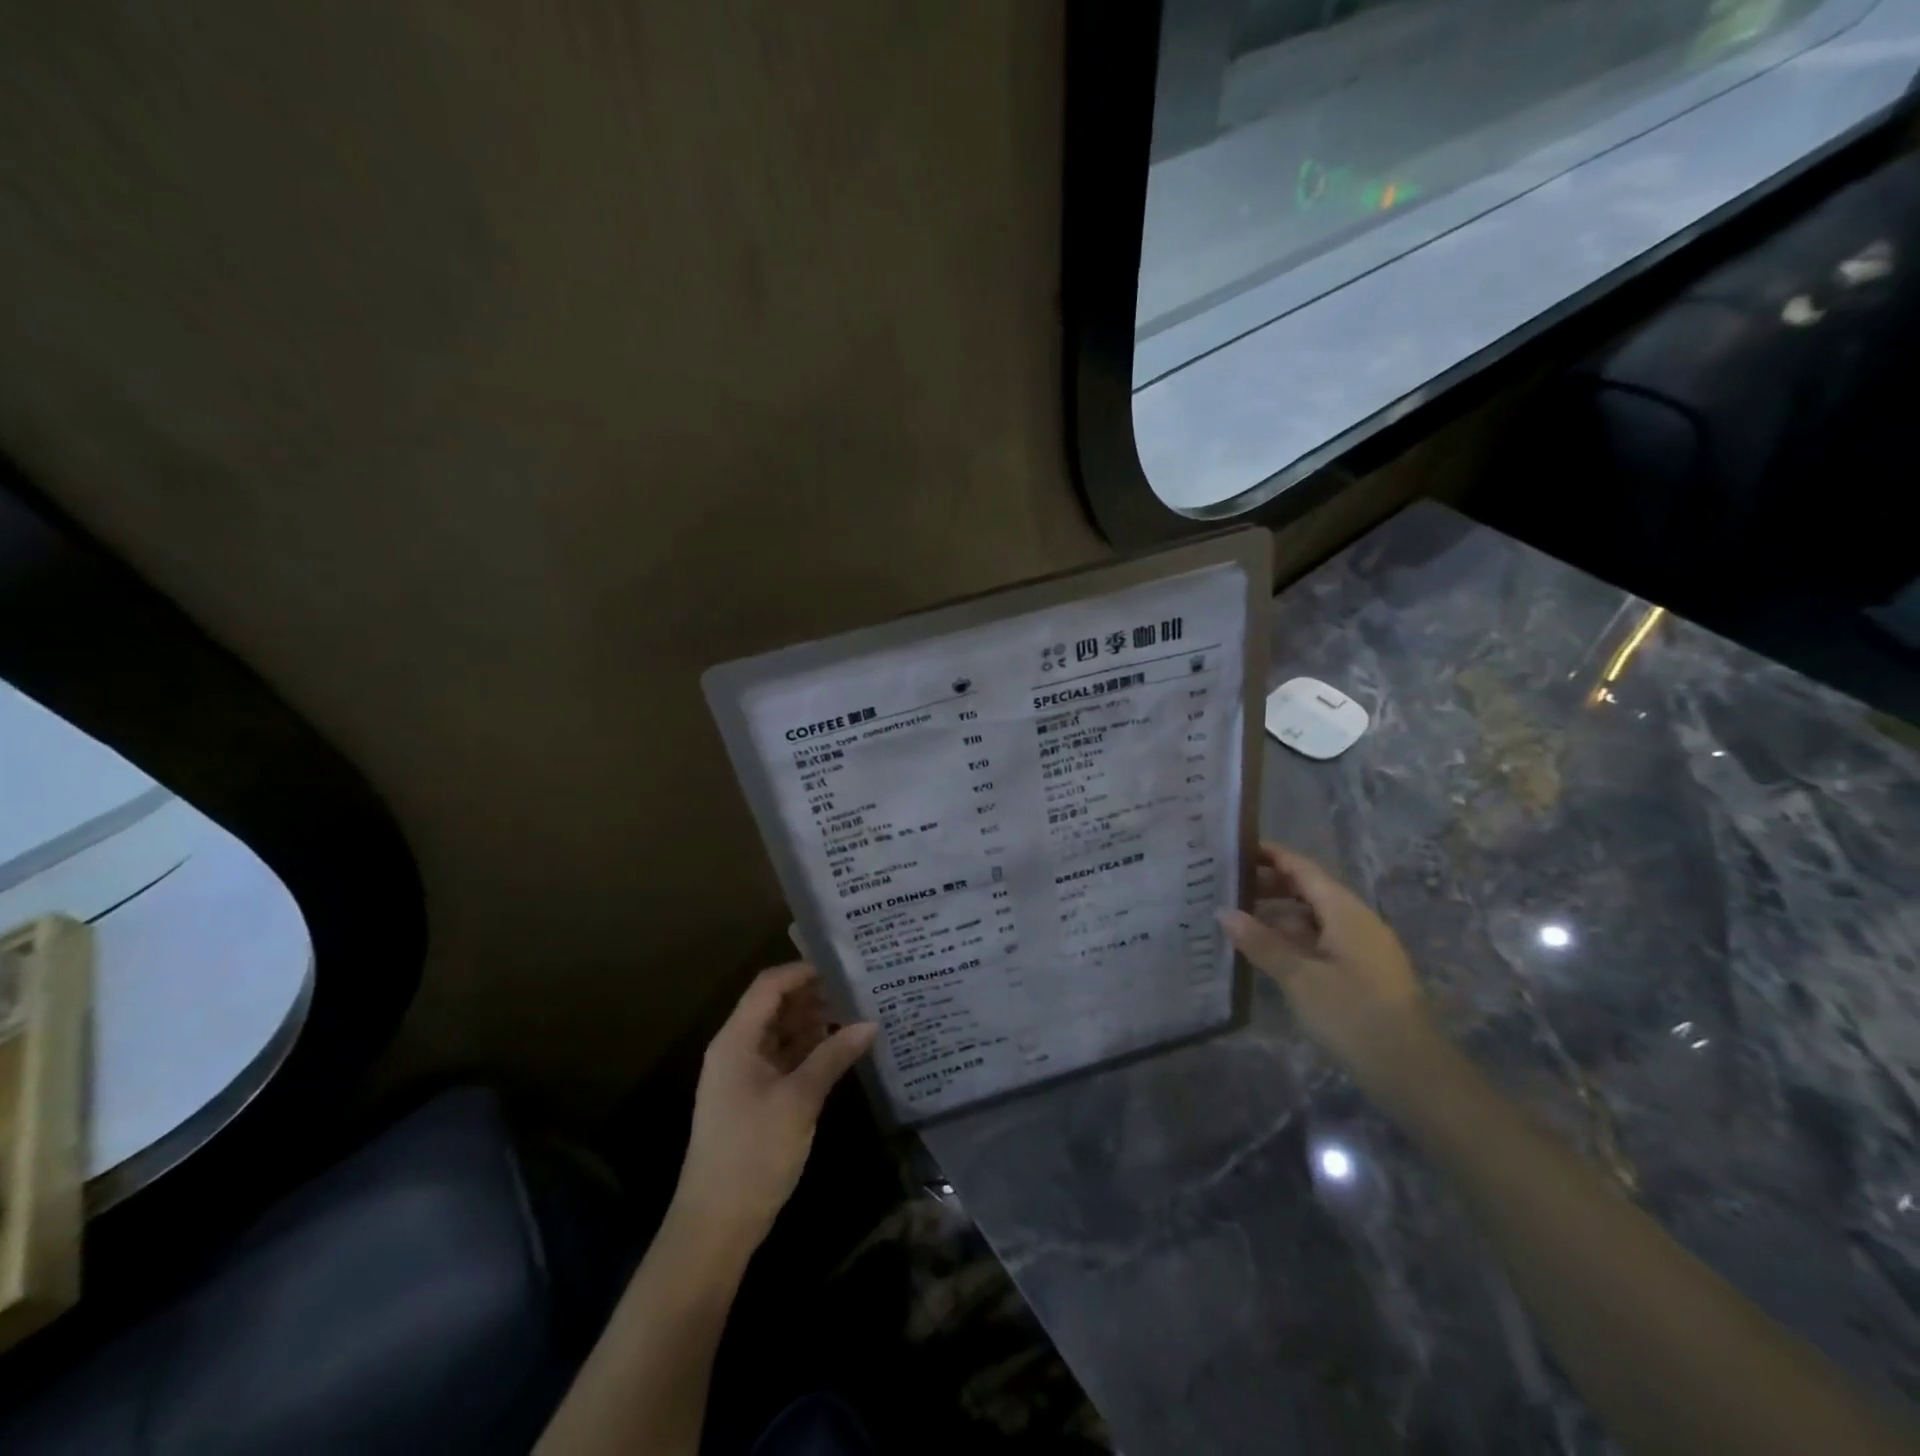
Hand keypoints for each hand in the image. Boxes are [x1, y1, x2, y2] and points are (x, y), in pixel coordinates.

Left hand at [672, 963, 876, 1257]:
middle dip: (815, 995)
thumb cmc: (753, 1153)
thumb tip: (870, 1023)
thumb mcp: (798, 1101)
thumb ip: (833, 1056)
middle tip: (859, 987)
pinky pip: (785, 1059)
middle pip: (776, 1007)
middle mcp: (738, 1050)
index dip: (803, 971)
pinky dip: (811, 1050)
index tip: (843, 965)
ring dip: (815, 1022)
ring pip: (783, 1033)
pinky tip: (842, 1048)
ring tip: (858, 1012)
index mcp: (736, 1041)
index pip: (769, 986)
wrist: (715, 1225)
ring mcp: (746, 1076)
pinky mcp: (756, 1099)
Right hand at [1219, 843, 1435, 1097]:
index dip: (1270, 856)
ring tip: (1237, 919)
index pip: (1303, 869)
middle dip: (1269, 886)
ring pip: (1314, 919)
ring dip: (1278, 915)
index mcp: (1346, 912)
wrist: (1413, 1073)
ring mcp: (1362, 949)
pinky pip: (1321, 942)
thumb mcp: (1300, 978)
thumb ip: (1261, 942)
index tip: (1234, 848)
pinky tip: (1267, 952)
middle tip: (1225, 886)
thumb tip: (1224, 912)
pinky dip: (1292, 939)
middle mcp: (1357, 922)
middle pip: (1309, 890)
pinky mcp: (1363, 974)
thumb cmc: (1354, 1015)